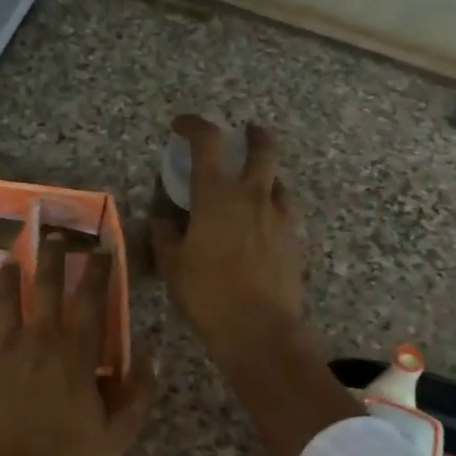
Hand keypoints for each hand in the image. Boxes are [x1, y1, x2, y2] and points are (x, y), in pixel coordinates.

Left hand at [0, 251, 153, 455]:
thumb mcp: (118, 433)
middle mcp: (38, 340)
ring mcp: (2, 352)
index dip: (98, 269)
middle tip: (55, 236)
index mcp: (75, 352)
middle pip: (45, 285)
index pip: (91, 298)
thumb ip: (137, 392)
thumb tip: (147, 355)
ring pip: (4, 301)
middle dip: (52, 256)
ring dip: (9, 278)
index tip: (102, 248)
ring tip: (10, 260)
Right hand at [151, 115, 360, 455]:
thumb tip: (161, 220)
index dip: (194, 125)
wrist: (260, 331)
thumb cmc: (207, 295)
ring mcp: (279, 218)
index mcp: (217, 196)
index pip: (207, 142)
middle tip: (245, 134)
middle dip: (254, 135)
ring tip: (251, 187)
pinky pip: (283, 213)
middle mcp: (253, 197)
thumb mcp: (173, 266)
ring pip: (278, 181)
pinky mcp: (294, 241)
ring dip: (265, 176)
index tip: (182, 124)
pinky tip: (261, 227)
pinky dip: (271, 209)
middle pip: (262, 148)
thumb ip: (165, 236)